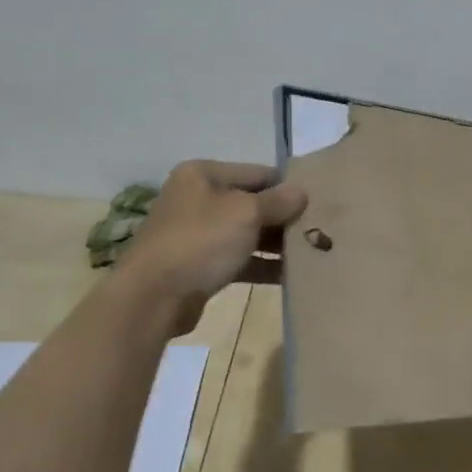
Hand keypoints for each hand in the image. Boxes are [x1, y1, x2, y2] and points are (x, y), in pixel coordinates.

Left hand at [114, 160, 306, 332]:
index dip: (288, 187)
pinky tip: (291, 274)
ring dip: (276, 243)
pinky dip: (262, 264)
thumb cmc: (201, 241)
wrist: (153, 297)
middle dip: (283, 217)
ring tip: (311, 252)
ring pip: (247, 232)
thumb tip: (302, 192)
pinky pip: (239, 259)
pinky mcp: (200, 265)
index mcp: (203, 174)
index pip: (258, 173)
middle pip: (252, 202)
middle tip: (319, 229)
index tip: (318, 203)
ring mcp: (196, 233)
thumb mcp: (246, 213)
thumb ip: (278, 201)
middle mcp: (197, 198)